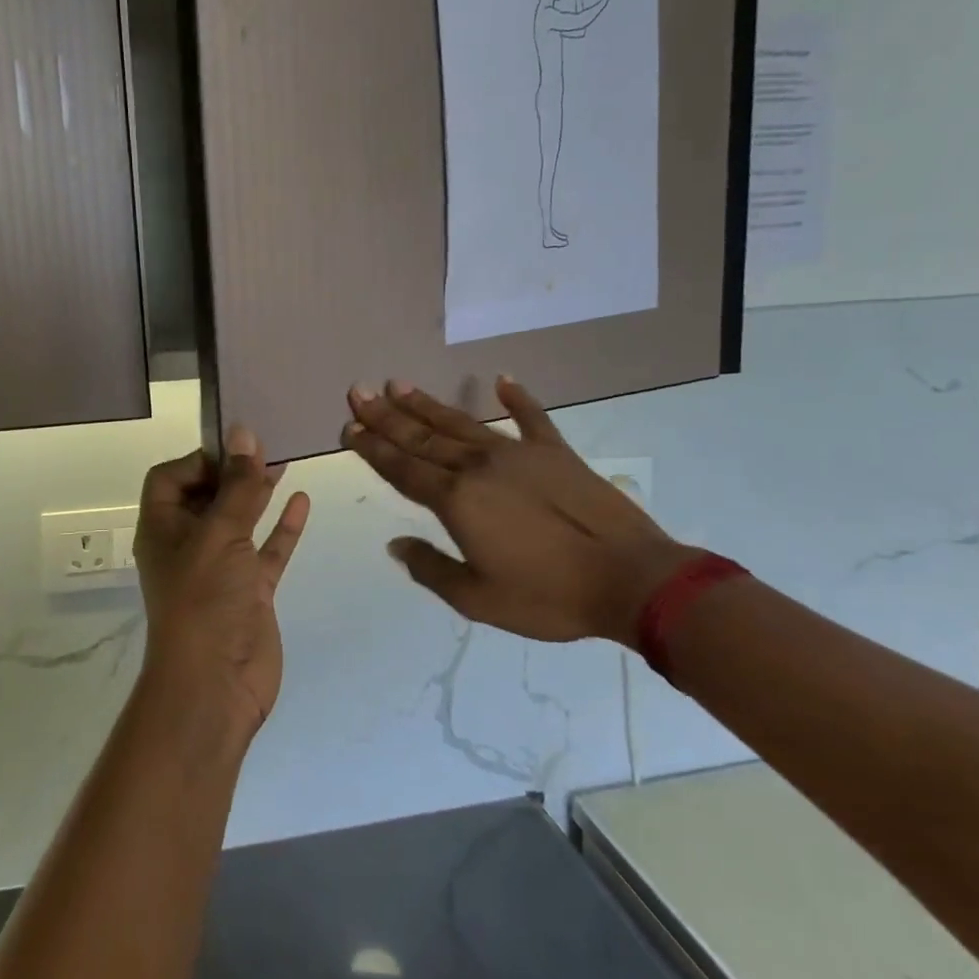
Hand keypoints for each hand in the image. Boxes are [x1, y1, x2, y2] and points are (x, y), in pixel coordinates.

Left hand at [133, 427, 310, 750]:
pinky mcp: (251, 590)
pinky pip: (267, 550)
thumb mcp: (220, 534)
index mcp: (164, 528)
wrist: (216, 684)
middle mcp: (189, 544)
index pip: (171, 478)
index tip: (235, 449)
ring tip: (284, 462)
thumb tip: (243, 432)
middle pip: (208, 495)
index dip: (199, 459)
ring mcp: (222, 568)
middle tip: (266, 444)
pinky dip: (283, 527)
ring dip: (258, 493)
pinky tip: (302, 500)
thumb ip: (237, 486)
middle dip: (233, 470)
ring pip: (241, 520)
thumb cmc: (204, 599)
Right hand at [341, 378, 691, 648]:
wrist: (629, 579)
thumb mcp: (478, 599)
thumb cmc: (548, 596)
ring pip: (462, 423)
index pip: (403, 468)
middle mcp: (479, 467)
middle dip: (387, 415)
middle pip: (423, 437)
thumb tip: (395, 545)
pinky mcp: (556, 452)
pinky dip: (516, 397)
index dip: (373, 447)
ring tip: (401, 384)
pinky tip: (501, 379)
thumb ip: (430, 568)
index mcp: (457, 501)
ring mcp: (519, 454)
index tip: (350, 425)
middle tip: (361, 390)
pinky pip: (531, 418)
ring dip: (428, 404)